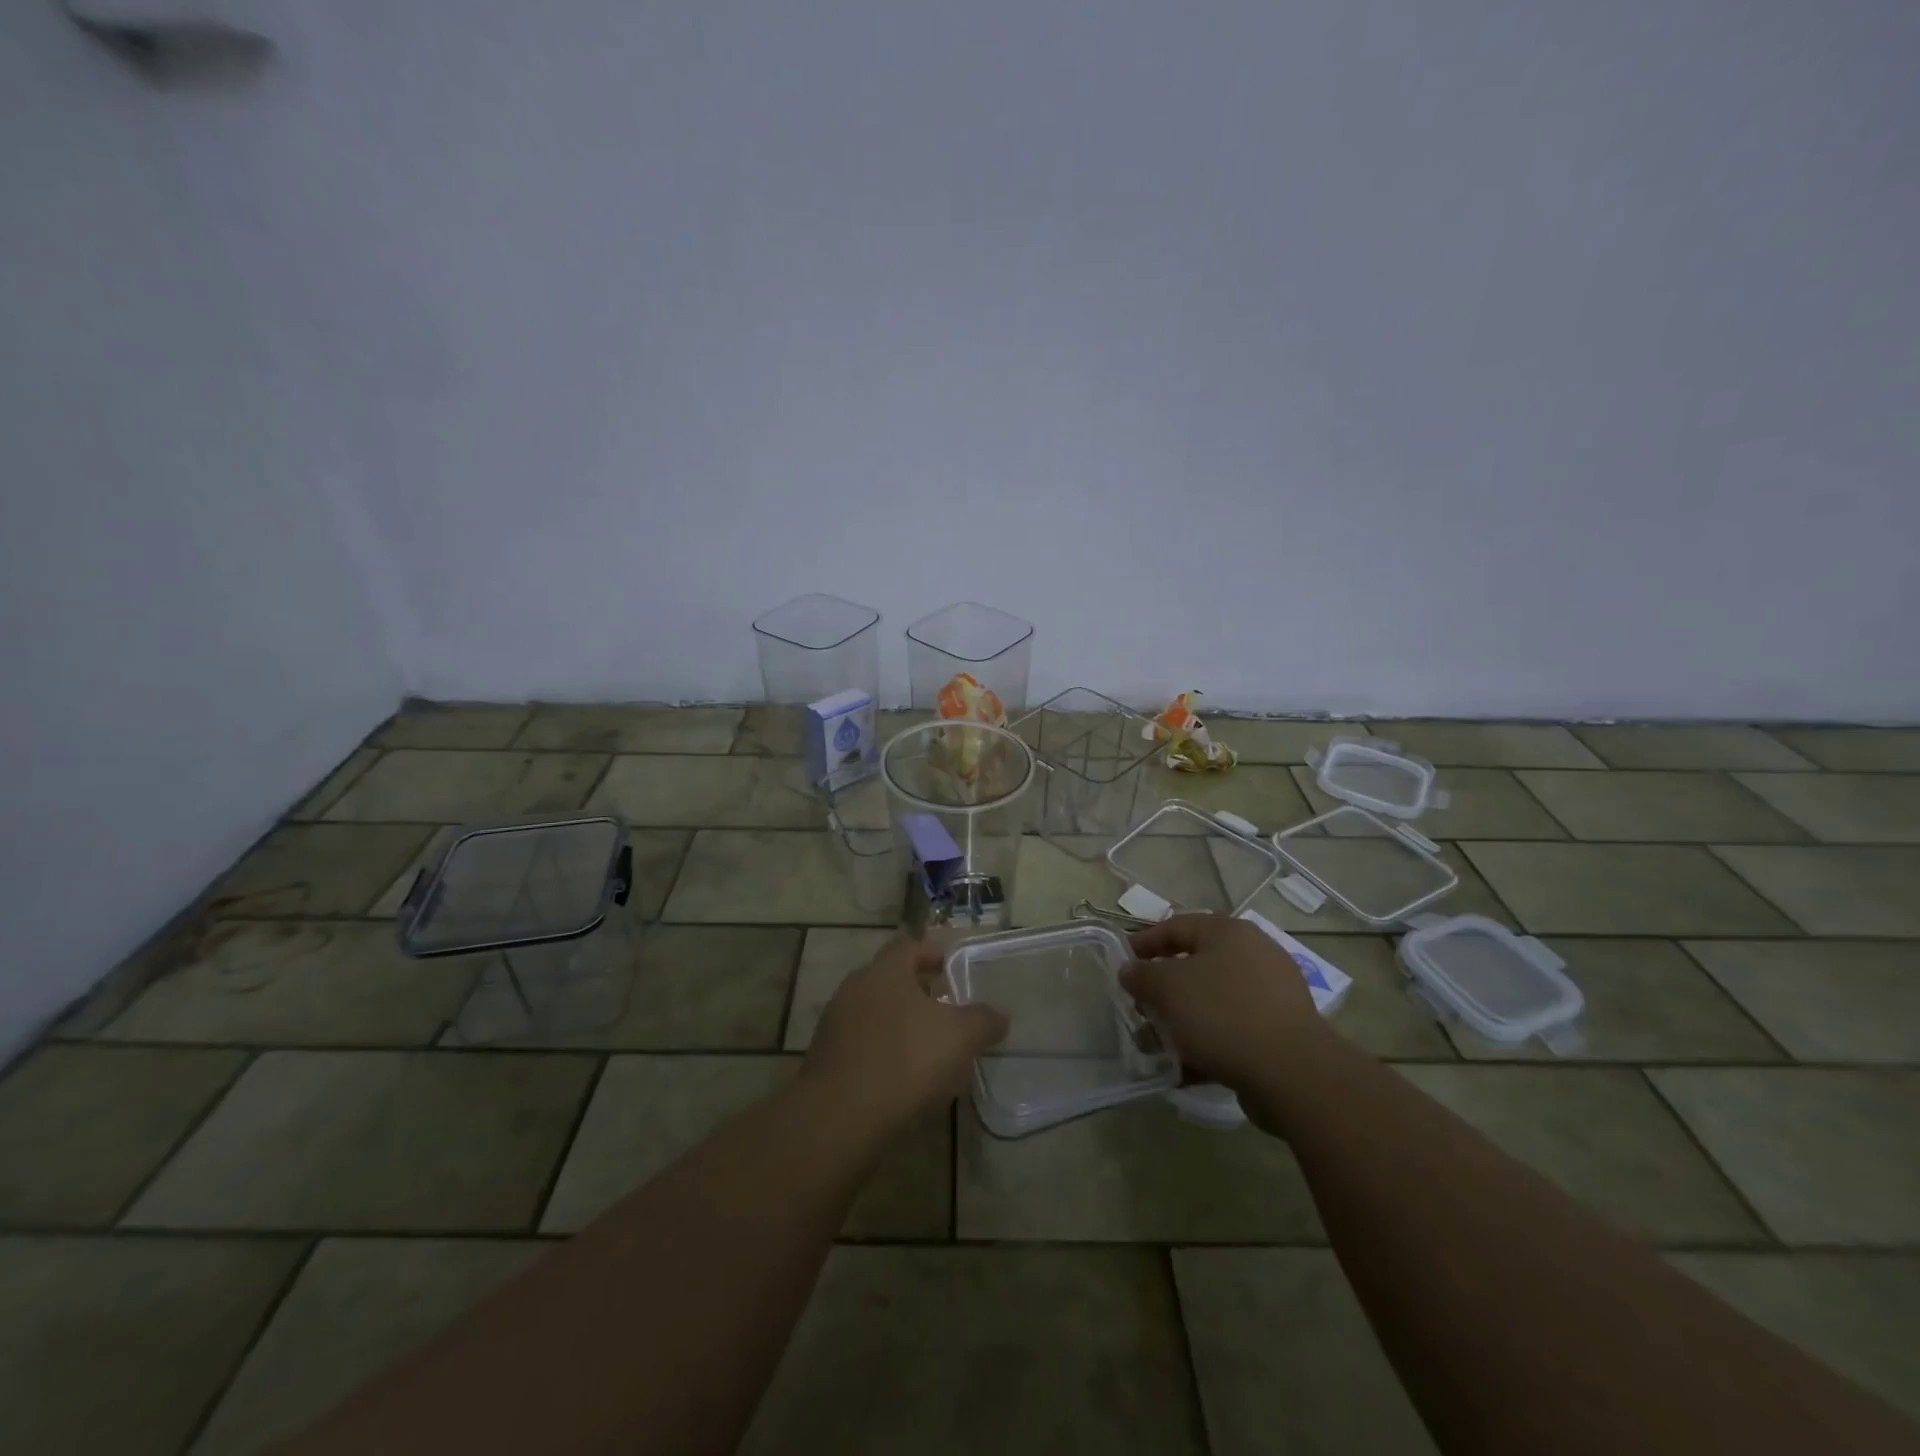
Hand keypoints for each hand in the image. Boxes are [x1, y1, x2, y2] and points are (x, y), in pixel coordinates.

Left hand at [802, 935, 1009, 1137]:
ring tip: (930, 1048)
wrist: (838, 1118)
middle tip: (948, 1009)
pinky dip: (884, 1051)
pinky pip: (862, 1044)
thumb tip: (1000, 1014)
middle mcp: (855, 988)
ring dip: (902, 1023)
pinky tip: (903, 1078)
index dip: (933, 952)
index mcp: (885, 971)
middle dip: (920, 991)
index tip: (953, 968)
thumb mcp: (959, 1037)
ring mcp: (836, 1024)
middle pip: (891, 978)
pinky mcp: (826, 1059)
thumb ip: (983, 1020)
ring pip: (876, 1012)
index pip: (909, 945)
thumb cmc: (904, 1061)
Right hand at [1123, 914, 1329, 1091]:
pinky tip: (1185, 1067)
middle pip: (1196, 963)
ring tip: (1158, 1042)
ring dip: (1183, 1018)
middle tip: (1140, 1006)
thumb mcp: (1168, 988)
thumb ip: (1141, 975)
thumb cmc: (1222, 1014)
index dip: (1144, 943)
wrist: (1291, 1073)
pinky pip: (1233, 1029)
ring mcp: (1272, 994)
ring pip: (1213, 1000)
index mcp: (1229, 932)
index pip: (1176, 926)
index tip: (1121, 963)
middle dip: (1163, 987)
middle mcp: (1254, 954)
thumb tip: (1129, 970)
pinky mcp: (1280, 1031)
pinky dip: (1207, 1043)